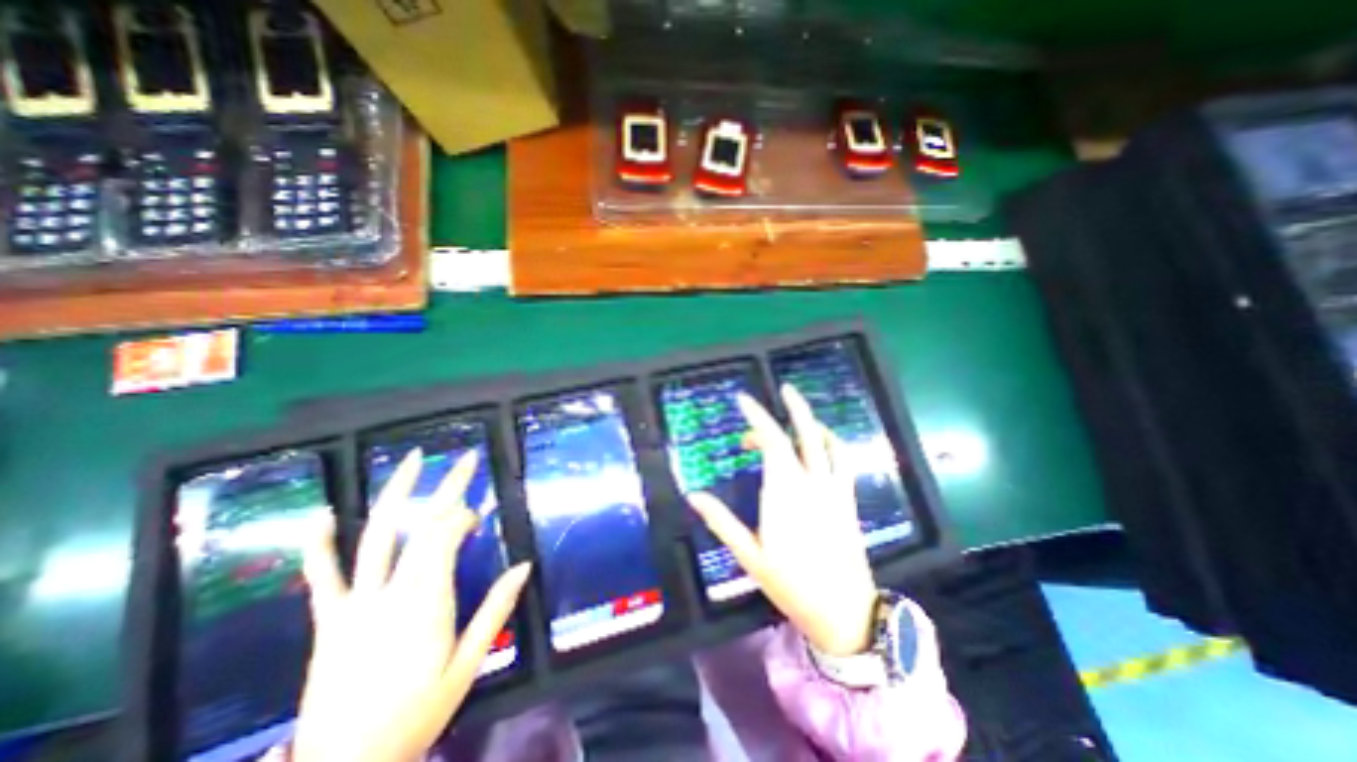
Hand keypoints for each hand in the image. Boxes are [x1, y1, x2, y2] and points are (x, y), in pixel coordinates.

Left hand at [293, 448, 533, 761]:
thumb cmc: (417, 714)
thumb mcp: (469, 664)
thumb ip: (496, 610)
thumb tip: (524, 565)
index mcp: (426, 600)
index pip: (447, 536)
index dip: (464, 516)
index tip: (478, 515)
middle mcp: (391, 591)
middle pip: (422, 524)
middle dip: (447, 487)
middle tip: (465, 458)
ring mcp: (355, 602)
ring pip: (376, 536)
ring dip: (395, 494)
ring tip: (410, 461)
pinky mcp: (330, 619)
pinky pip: (322, 575)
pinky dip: (321, 543)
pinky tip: (325, 514)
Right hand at [689, 386, 880, 654]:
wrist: (844, 611)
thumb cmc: (790, 583)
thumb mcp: (749, 555)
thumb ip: (721, 521)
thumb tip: (692, 495)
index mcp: (784, 492)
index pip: (771, 441)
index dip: (757, 416)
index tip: (743, 400)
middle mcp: (811, 482)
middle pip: (802, 433)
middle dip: (792, 406)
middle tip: (781, 390)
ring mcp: (833, 488)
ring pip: (826, 442)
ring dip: (812, 421)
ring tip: (798, 411)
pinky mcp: (847, 498)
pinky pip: (843, 459)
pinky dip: (833, 441)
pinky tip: (823, 440)